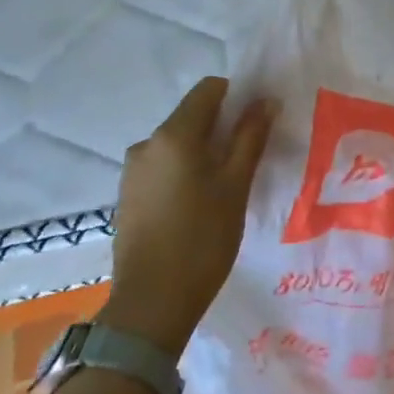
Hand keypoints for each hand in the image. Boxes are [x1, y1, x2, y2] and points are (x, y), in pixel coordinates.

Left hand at [98, 76, 274, 356]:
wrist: (152, 303)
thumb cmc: (204, 239)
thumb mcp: (236, 185)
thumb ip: (251, 137)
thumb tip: (265, 100)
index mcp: (174, 135)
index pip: (209, 89)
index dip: (237, 97)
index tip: (257, 124)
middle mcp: (147, 144)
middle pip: (192, 116)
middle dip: (222, 129)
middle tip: (248, 161)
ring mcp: (132, 171)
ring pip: (178, 144)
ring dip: (204, 153)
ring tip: (225, 189)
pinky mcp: (128, 195)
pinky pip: (164, 167)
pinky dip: (185, 173)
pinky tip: (199, 206)